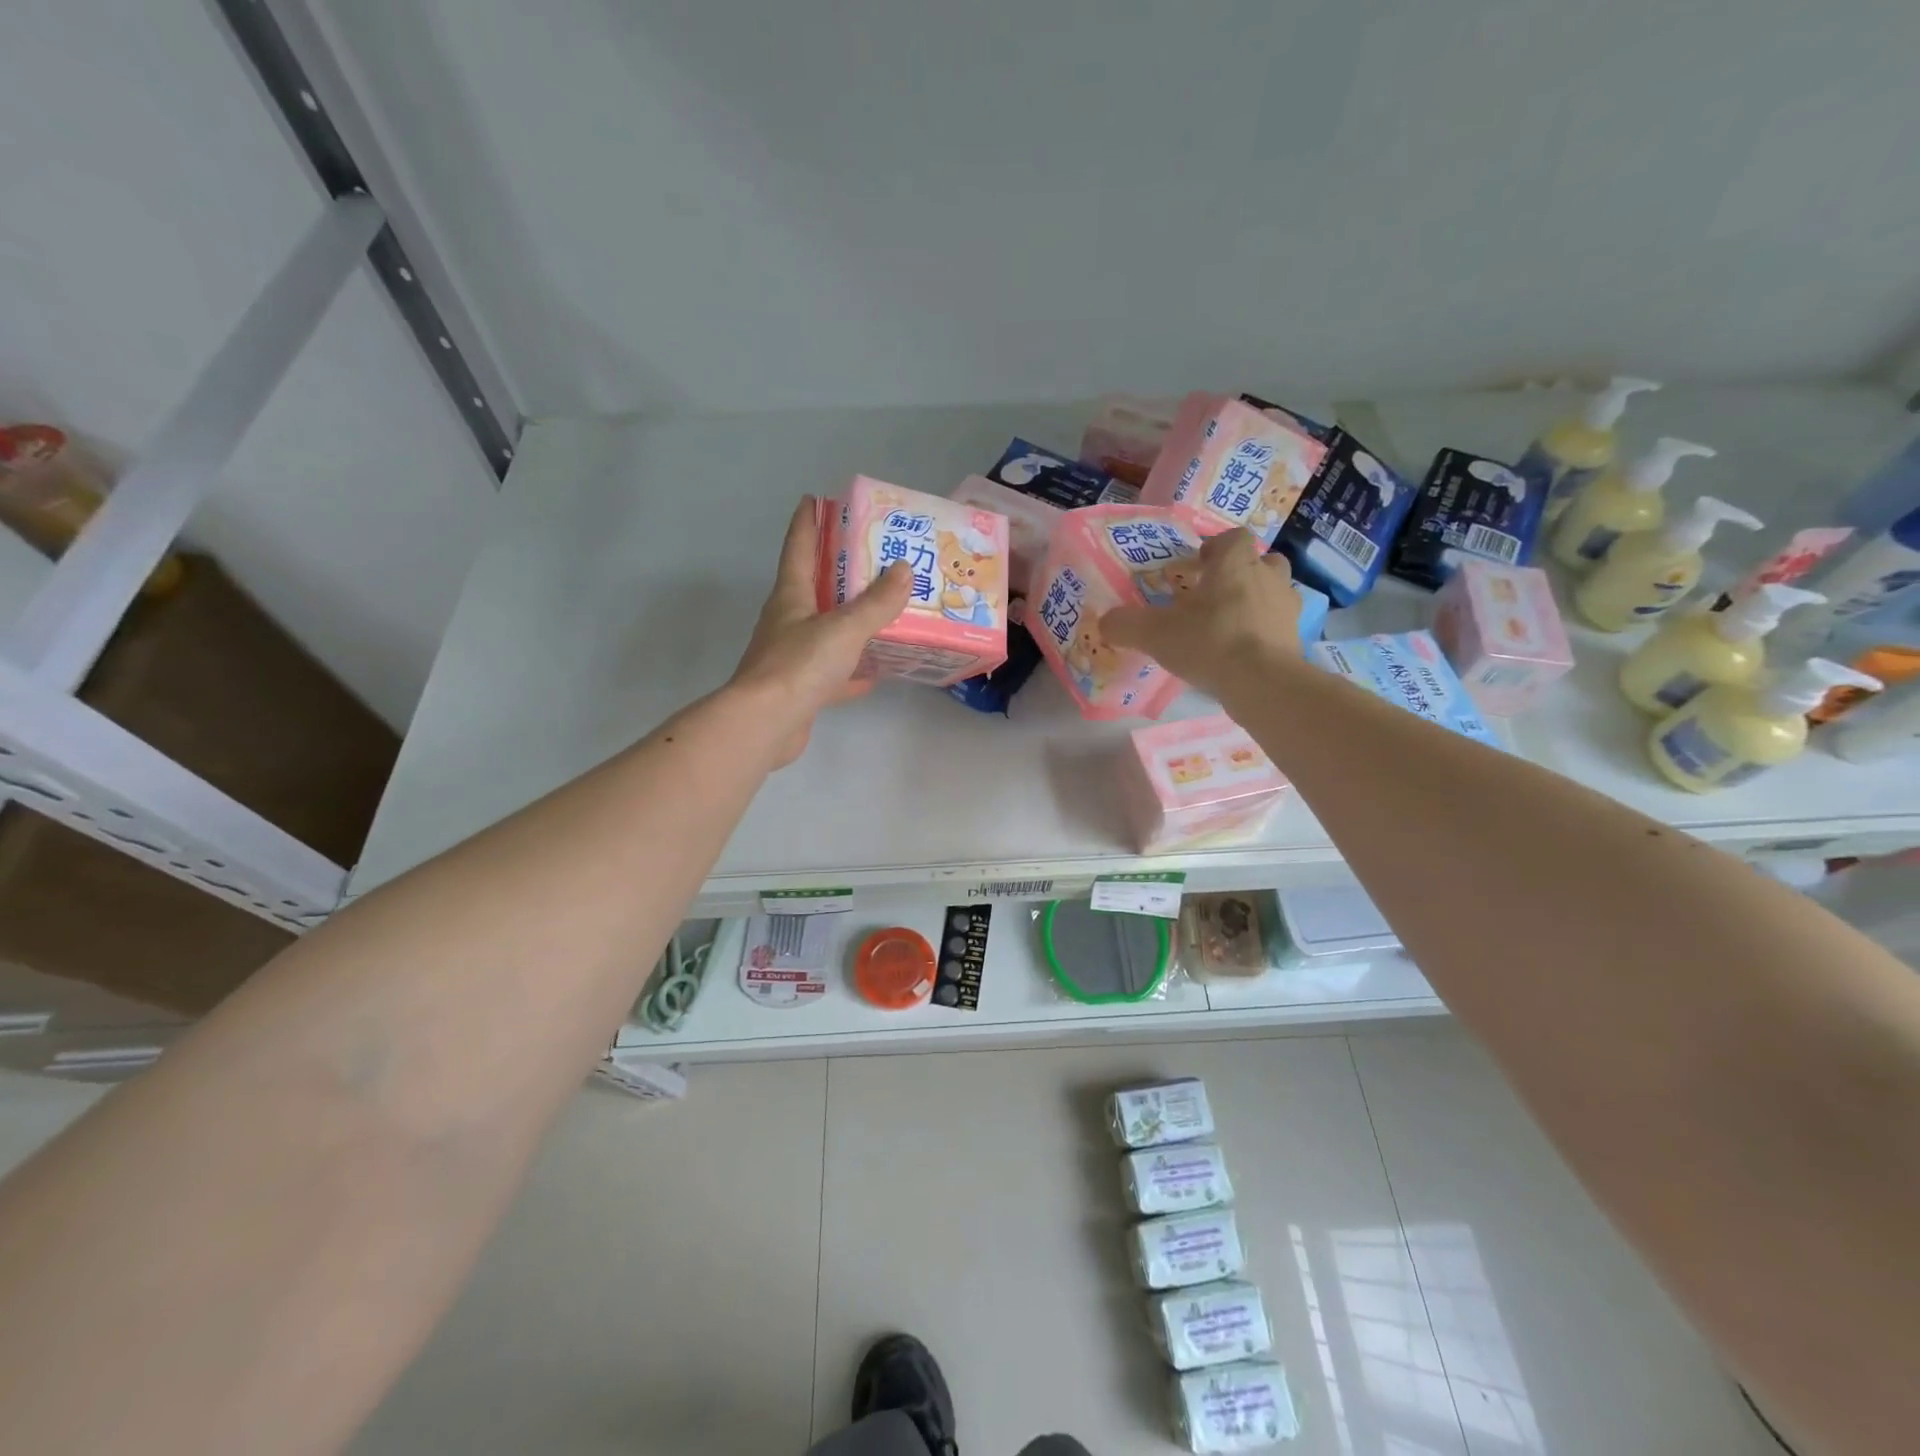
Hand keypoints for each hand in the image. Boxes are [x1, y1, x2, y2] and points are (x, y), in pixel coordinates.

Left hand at [731, 495, 911, 764]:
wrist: (765, 725)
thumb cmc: (799, 665)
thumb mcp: (844, 628)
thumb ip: (876, 602)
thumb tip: (904, 571)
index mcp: (790, 597)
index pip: (798, 548)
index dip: (807, 522)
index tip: (816, 500)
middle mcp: (787, 622)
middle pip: (813, 587)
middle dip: (836, 570)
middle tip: (868, 555)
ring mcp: (791, 657)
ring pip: (825, 631)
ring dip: (848, 621)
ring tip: (881, 611)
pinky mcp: (800, 690)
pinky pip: (832, 672)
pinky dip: (852, 670)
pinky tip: (875, 673)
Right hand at [1100, 529, 1302, 700]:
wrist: (1261, 682)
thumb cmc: (1208, 641)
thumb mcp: (1154, 633)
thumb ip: (1125, 624)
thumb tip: (1104, 621)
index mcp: (1234, 564)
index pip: (1232, 538)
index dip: (1216, 547)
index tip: (1198, 565)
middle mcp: (1266, 577)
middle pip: (1262, 561)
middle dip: (1242, 572)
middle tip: (1217, 593)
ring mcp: (1286, 607)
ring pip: (1275, 591)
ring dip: (1257, 599)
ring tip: (1231, 622)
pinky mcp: (1296, 637)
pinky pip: (1279, 625)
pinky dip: (1264, 631)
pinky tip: (1244, 651)